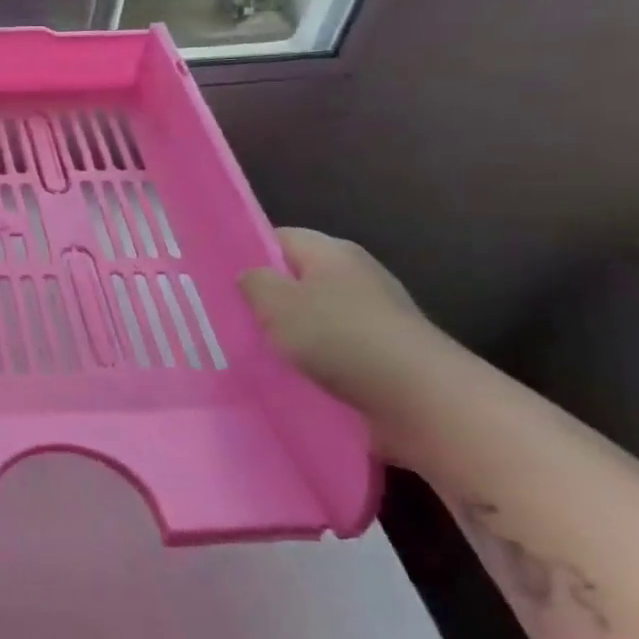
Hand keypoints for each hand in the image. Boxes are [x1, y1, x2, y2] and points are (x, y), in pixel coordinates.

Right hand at [239, 229, 447, 445]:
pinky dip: (313, 361)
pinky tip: (292, 378)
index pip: (279, 238)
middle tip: (229, 319)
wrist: (421, 400)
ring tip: (254, 353)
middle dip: (266, 299)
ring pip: (314, 317)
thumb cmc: (340, 337)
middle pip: (297, 279)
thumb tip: (251, 276)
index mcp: (331, 251)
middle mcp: (355, 276)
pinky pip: (333, 350)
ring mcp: (373, 316)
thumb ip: (254, 283)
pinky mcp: (382, 355)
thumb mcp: (277, 303)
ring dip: (289, 335)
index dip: (247, 254)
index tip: (217, 280)